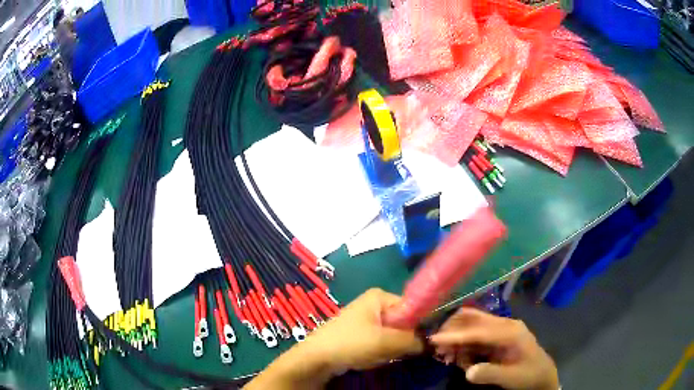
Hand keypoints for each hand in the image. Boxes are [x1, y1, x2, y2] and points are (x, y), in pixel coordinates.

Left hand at [306, 287, 424, 374]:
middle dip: (402, 340)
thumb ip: (413, 340)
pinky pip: (381, 342)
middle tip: (394, 351)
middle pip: (403, 322)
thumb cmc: (350, 343)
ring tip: (378, 355)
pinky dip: (380, 351)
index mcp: (380, 296)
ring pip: (393, 335)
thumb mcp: (386, 341)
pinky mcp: (361, 333)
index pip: (414, 307)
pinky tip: (370, 357)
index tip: (423, 342)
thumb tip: (431, 342)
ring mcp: (367, 319)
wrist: (316, 357)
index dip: (420, 325)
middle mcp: (375, 304)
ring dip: (390, 348)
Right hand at [430, 307, 558, 389]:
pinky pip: (475, 335)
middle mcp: (505, 325)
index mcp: (511, 332)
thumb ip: (490, 374)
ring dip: (456, 339)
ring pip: (472, 325)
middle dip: (453, 331)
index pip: (479, 331)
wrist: (541, 373)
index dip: (456, 335)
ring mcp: (501, 329)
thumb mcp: (511, 378)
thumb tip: (467, 372)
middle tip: (438, 349)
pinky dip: (463, 345)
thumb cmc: (528, 375)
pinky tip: (460, 358)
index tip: (434, 339)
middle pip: (474, 318)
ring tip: (448, 357)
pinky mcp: (496, 336)